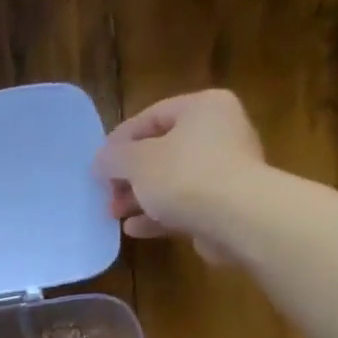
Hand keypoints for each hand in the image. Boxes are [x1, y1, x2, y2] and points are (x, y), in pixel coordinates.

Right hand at [94, 90, 266, 261]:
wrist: (238, 219)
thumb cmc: (184, 176)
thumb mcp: (136, 161)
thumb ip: (113, 157)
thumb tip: (101, 161)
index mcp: (203, 108)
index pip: (152, 116)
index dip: (119, 139)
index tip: (98, 164)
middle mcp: (220, 133)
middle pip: (162, 150)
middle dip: (129, 175)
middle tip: (106, 192)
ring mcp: (226, 171)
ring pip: (172, 181)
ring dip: (139, 198)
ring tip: (114, 214)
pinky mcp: (226, 205)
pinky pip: (185, 205)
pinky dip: (158, 215)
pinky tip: (134, 229)